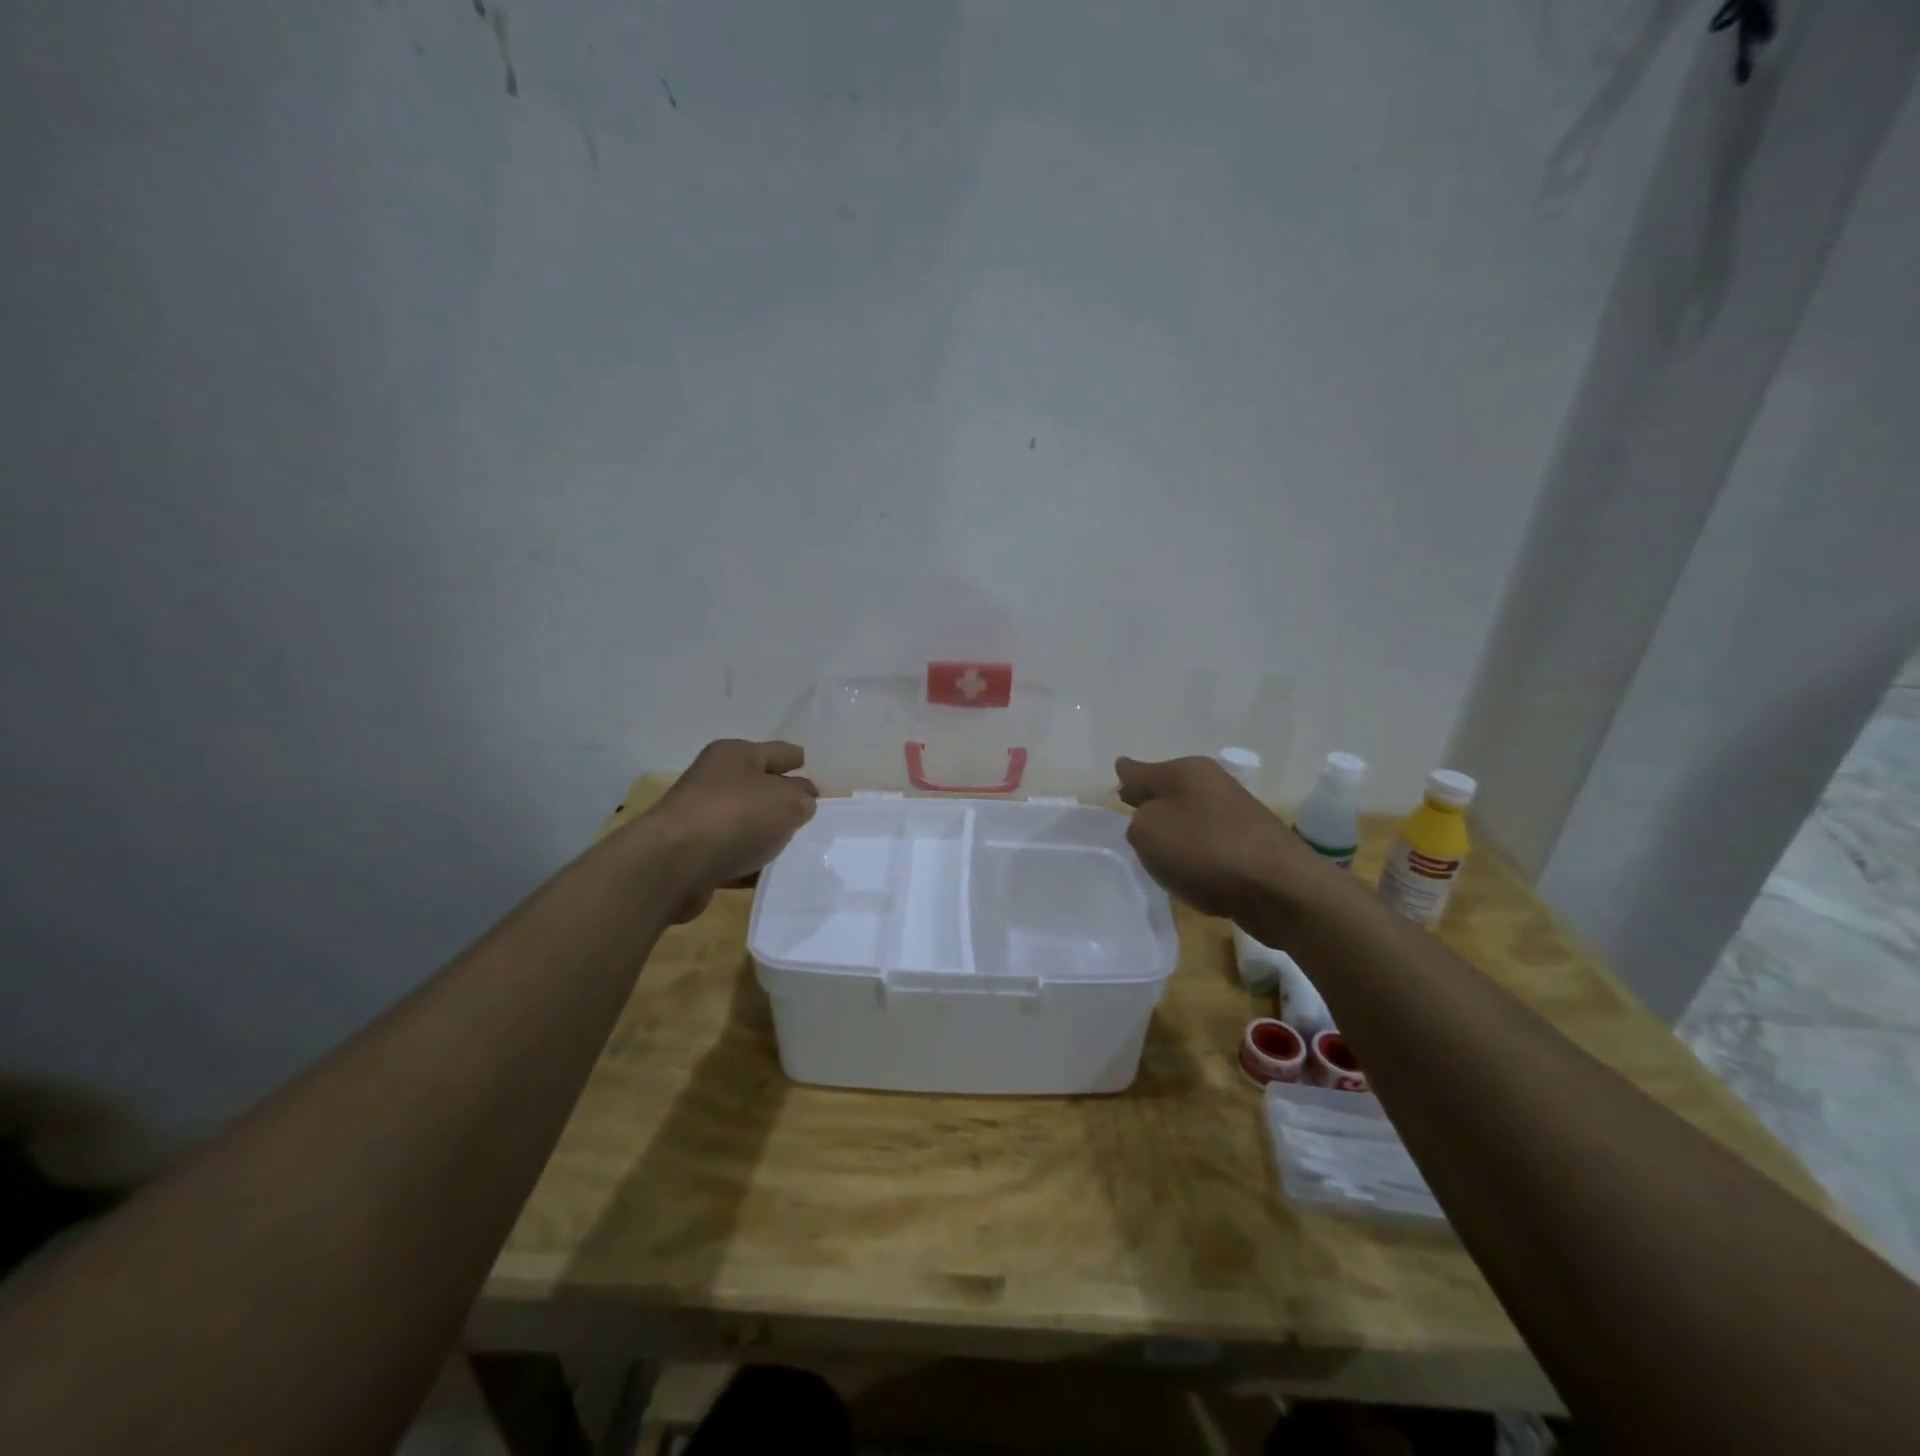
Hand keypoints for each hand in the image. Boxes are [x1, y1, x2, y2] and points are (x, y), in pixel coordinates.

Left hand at [643, 739, 818, 921]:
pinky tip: (772, 873)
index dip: (799, 760)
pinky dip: (751, 862)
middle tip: (814, 812)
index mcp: (735, 755)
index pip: (779, 752)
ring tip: (798, 846)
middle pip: (759, 786)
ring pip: (746, 823)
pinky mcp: (695, 855)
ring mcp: (702, 818)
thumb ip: (802, 799)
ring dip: (767, 833)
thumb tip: (800, 803)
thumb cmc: (735, 816)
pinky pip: (734, 855)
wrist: (673, 864)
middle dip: (784, 798)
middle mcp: (715, 781)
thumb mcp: (786, 801)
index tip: (815, 771)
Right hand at [1116, 755, 1336, 934]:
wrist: (1280, 888)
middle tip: (1132, 811)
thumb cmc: (1204, 850)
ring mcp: (1235, 813)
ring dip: (1176, 828)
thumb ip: (1137, 821)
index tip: (1118, 771)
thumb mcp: (1148, 832)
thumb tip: (1149, 818)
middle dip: (1152, 800)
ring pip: (1191, 815)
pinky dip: (1197, 851)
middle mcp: (1212, 784)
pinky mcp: (1251, 845)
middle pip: (1170, 790)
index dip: (1127, 774)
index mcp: (1185, 771)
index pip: (1141, 770)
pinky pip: (1210, 842)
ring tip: (1157, 846)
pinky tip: (1190, 868)